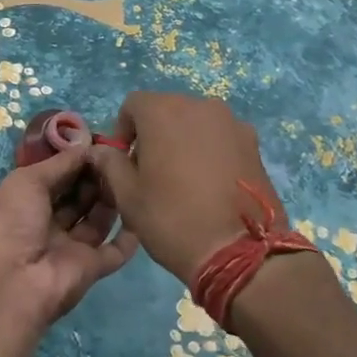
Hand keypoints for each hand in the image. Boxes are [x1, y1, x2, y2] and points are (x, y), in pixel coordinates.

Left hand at [0, 146, 138, 337]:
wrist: (13, 283)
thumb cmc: (11, 222)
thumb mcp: (26, 181)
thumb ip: (58, 164)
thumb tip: (85, 145)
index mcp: (24, 204)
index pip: (54, 179)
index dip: (74, 162)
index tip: (99, 144)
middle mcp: (46, 225)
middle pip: (77, 199)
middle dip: (95, 178)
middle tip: (119, 156)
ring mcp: (69, 249)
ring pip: (96, 221)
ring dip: (111, 200)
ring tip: (131, 173)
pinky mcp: (91, 269)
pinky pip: (114, 252)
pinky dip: (129, 237)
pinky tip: (144, 211)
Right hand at [85, 91, 289, 283]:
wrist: (238, 251)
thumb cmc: (171, 218)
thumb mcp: (127, 195)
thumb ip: (109, 164)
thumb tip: (102, 151)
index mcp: (163, 112)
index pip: (133, 105)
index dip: (123, 131)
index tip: (124, 162)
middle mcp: (200, 106)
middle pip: (167, 110)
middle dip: (153, 134)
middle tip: (150, 172)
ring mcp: (232, 124)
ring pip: (196, 124)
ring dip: (183, 142)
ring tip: (182, 180)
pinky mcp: (254, 145)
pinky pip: (220, 139)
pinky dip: (209, 152)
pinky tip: (208, 186)